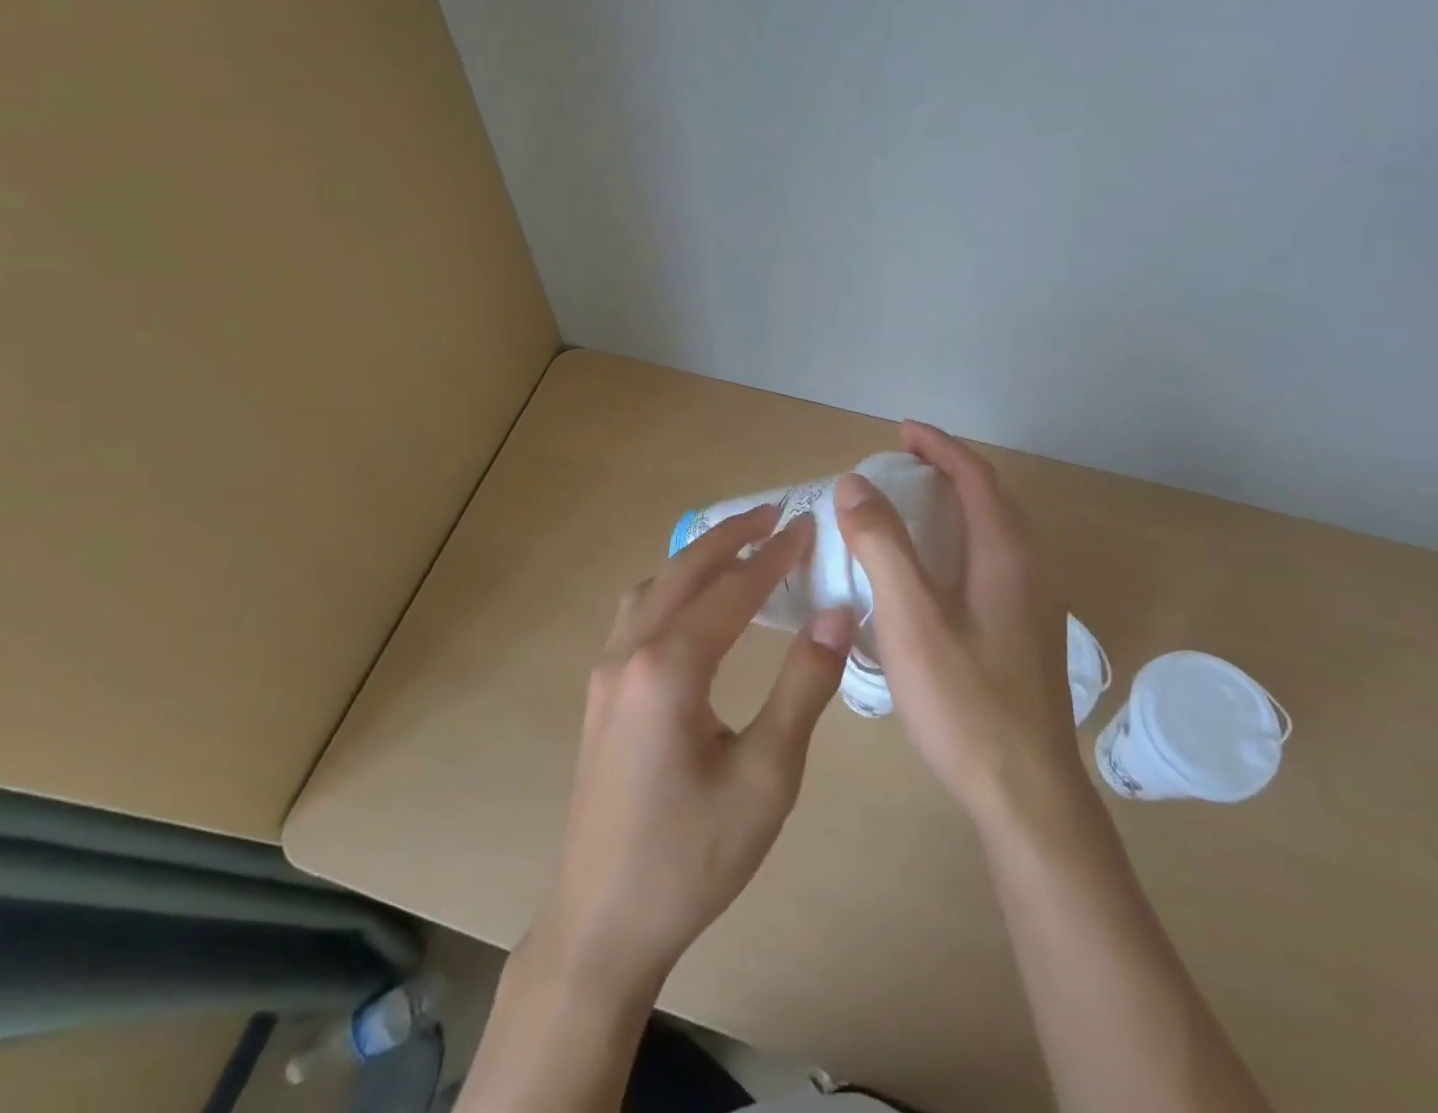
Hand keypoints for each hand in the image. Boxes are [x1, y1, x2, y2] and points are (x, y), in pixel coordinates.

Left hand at [524, 504, 855, 1006]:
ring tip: (739, 546)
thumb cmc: (693, 856)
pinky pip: (637, 614)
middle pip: (683, 572)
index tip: (808, 526)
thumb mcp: (766, 778)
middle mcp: (630, 655)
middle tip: (775, 514)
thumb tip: (835, 615)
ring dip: (696, 558)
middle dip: (731, 537)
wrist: (602, 923)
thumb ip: (803, 689)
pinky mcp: (602, 693)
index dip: (774, 556)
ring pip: (652, 588)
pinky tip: (693, 603)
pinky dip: (672, 587)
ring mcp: (607, 672)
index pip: (733, 590)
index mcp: (669, 669)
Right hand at [834, 422, 1085, 826]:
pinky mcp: (1026, 633)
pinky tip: (933, 572)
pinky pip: (992, 563)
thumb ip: (882, 545)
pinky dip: (961, 541)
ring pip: (994, 533)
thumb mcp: (911, 618)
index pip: (975, 476)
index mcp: (1007, 554)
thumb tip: (854, 484)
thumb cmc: (964, 700)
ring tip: (911, 507)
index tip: (900, 430)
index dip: (938, 445)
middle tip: (901, 464)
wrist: (1027, 794)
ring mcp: (1034, 604)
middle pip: (990, 498)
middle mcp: (1030, 568)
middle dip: (947, 470)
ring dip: (956, 506)